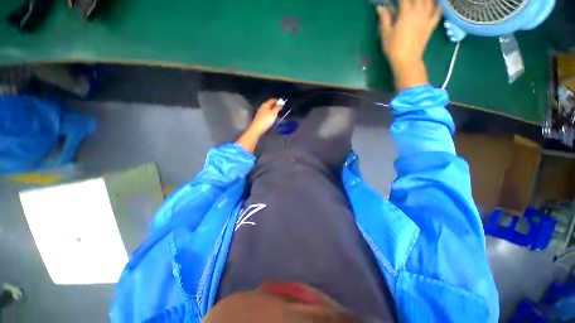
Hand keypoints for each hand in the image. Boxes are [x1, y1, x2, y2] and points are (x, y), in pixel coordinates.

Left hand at [247, 98, 283, 135]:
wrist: (257, 129)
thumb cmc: (266, 120)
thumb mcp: (274, 113)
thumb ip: (278, 107)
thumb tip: (281, 103)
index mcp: (266, 104)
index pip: (272, 100)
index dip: (277, 101)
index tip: (282, 104)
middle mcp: (262, 107)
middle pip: (269, 104)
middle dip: (275, 105)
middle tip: (280, 109)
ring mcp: (260, 112)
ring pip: (267, 109)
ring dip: (272, 110)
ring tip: (277, 113)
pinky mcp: (259, 117)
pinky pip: (265, 113)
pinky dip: (269, 113)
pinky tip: (271, 118)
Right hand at [377, 0, 441, 90]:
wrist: (407, 61)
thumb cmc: (394, 48)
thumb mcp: (385, 34)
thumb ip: (384, 19)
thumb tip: (380, 7)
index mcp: (406, 13)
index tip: (394, 0)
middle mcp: (418, 12)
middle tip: (406, 2)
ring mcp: (426, 18)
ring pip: (429, 1)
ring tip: (418, 1)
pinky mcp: (431, 26)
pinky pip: (438, 12)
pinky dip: (438, 5)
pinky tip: (436, 3)